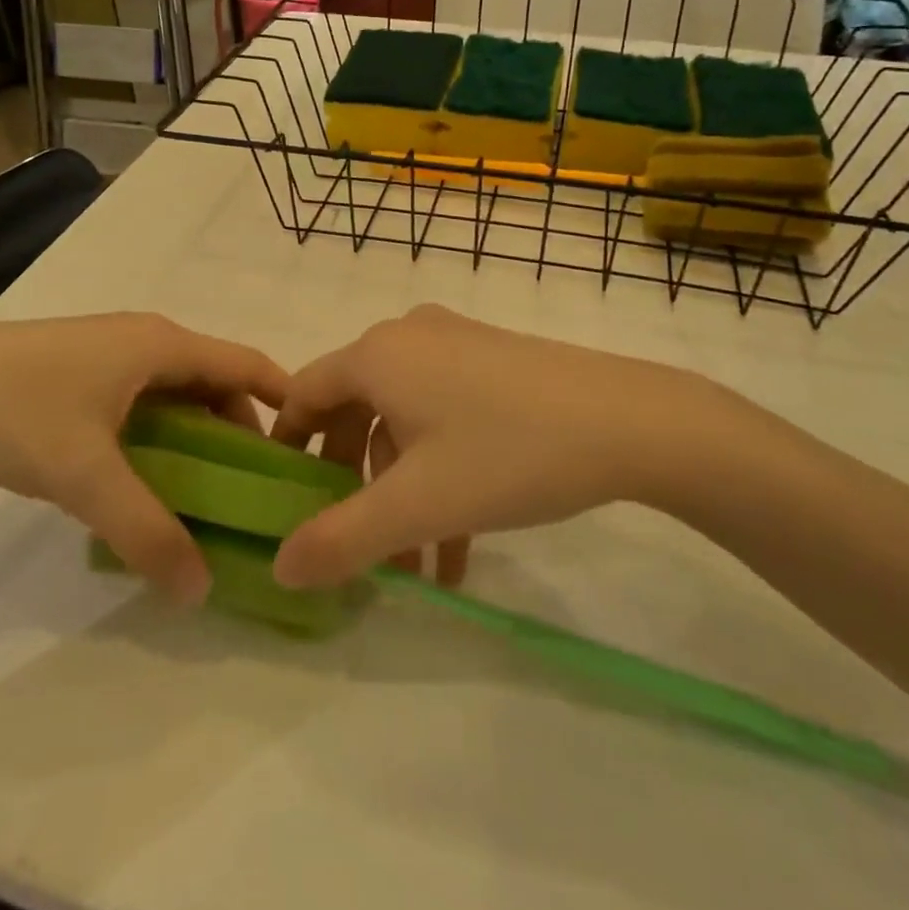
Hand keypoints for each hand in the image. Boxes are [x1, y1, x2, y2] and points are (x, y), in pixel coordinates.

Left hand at [0, 315, 286, 603]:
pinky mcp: (79, 374)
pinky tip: (147, 477)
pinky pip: (143, 401)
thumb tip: (201, 588)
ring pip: (176, 394)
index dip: (286, 400)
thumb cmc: (13, 414)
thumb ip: (147, 531)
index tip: (312, 449)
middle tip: (255, 492)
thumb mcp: (84, 476)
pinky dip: (161, 435)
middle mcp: (144, 340)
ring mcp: (109, 354)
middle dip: (241, 432)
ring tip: (208, 493)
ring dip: (198, 436)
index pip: (247, 363)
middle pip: (215, 382)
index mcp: (161, 344)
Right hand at [269, 305, 765, 588]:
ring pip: (404, 422)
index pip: (303, 394)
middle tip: (352, 544)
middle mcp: (408, 338)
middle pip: (354, 411)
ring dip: (402, 493)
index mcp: (377, 355)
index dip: (286, 446)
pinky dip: (440, 473)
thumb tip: (279, 568)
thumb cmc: (508, 453)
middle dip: (352, 486)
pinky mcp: (492, 363)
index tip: (280, 497)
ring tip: (417, 571)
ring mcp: (455, 345)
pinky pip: (443, 415)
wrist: (629, 422)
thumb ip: (340, 540)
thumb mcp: (417, 505)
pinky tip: (460, 544)